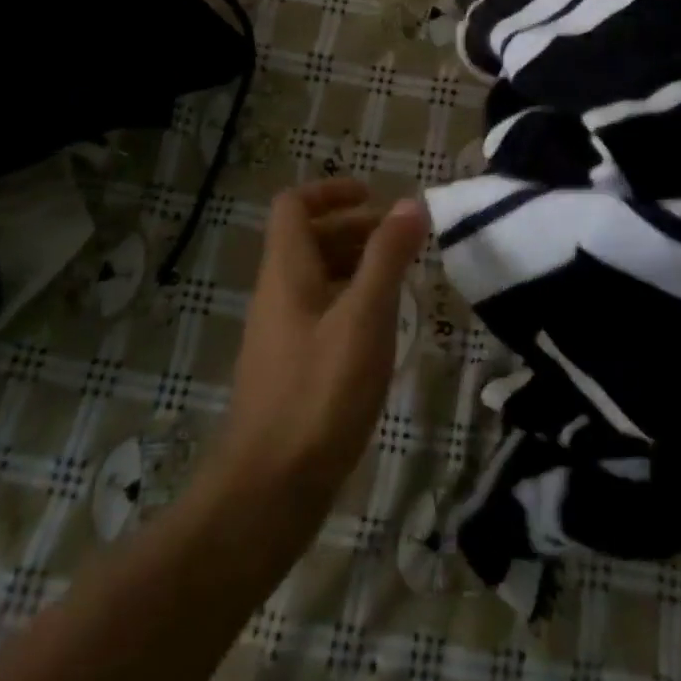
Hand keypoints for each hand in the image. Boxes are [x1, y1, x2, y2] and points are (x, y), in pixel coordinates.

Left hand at [214, 180, 428, 513]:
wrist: (269, 490)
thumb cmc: (320, 393)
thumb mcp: (364, 317)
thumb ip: (387, 257)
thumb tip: (410, 204)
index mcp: (286, 272)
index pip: (293, 206)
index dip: (331, 191)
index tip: (376, 196)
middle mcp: (278, 295)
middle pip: (309, 239)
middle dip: (356, 228)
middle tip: (404, 240)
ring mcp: (282, 333)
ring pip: (318, 277)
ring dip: (358, 265)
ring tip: (404, 278)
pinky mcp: (293, 367)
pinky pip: (322, 312)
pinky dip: (353, 302)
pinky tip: (384, 327)